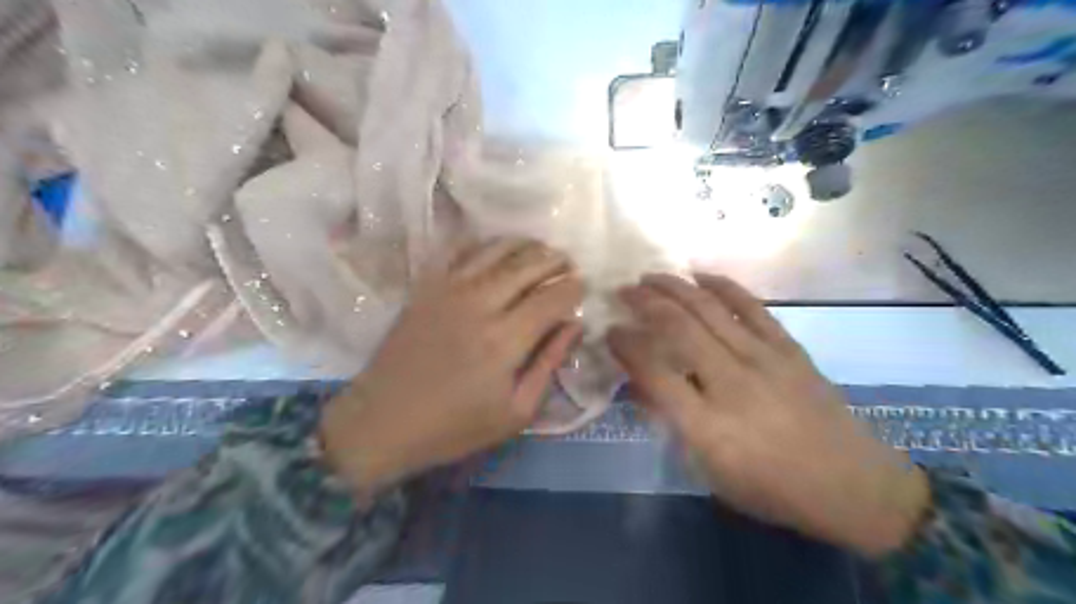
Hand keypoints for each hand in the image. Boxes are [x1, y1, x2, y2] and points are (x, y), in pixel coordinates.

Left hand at [323, 239, 583, 493]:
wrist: (383, 421)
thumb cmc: (454, 426)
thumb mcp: (516, 412)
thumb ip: (548, 364)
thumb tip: (574, 326)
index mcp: (506, 340)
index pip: (552, 299)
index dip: (573, 288)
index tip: (584, 286)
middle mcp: (481, 304)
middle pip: (527, 267)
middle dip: (554, 261)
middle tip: (568, 263)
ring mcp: (449, 290)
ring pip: (496, 252)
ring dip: (524, 246)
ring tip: (540, 248)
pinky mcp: (425, 287)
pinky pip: (457, 251)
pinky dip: (480, 243)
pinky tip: (493, 247)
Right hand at [609, 274, 929, 557]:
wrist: (852, 485)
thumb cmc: (772, 487)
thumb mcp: (711, 472)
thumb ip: (673, 424)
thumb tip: (641, 385)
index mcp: (708, 425)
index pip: (654, 372)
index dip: (626, 346)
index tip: (610, 331)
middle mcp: (732, 383)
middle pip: (679, 328)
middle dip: (644, 303)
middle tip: (623, 291)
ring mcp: (764, 359)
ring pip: (709, 309)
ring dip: (675, 288)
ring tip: (651, 277)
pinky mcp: (788, 347)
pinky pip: (751, 306)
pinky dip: (723, 286)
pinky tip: (701, 276)